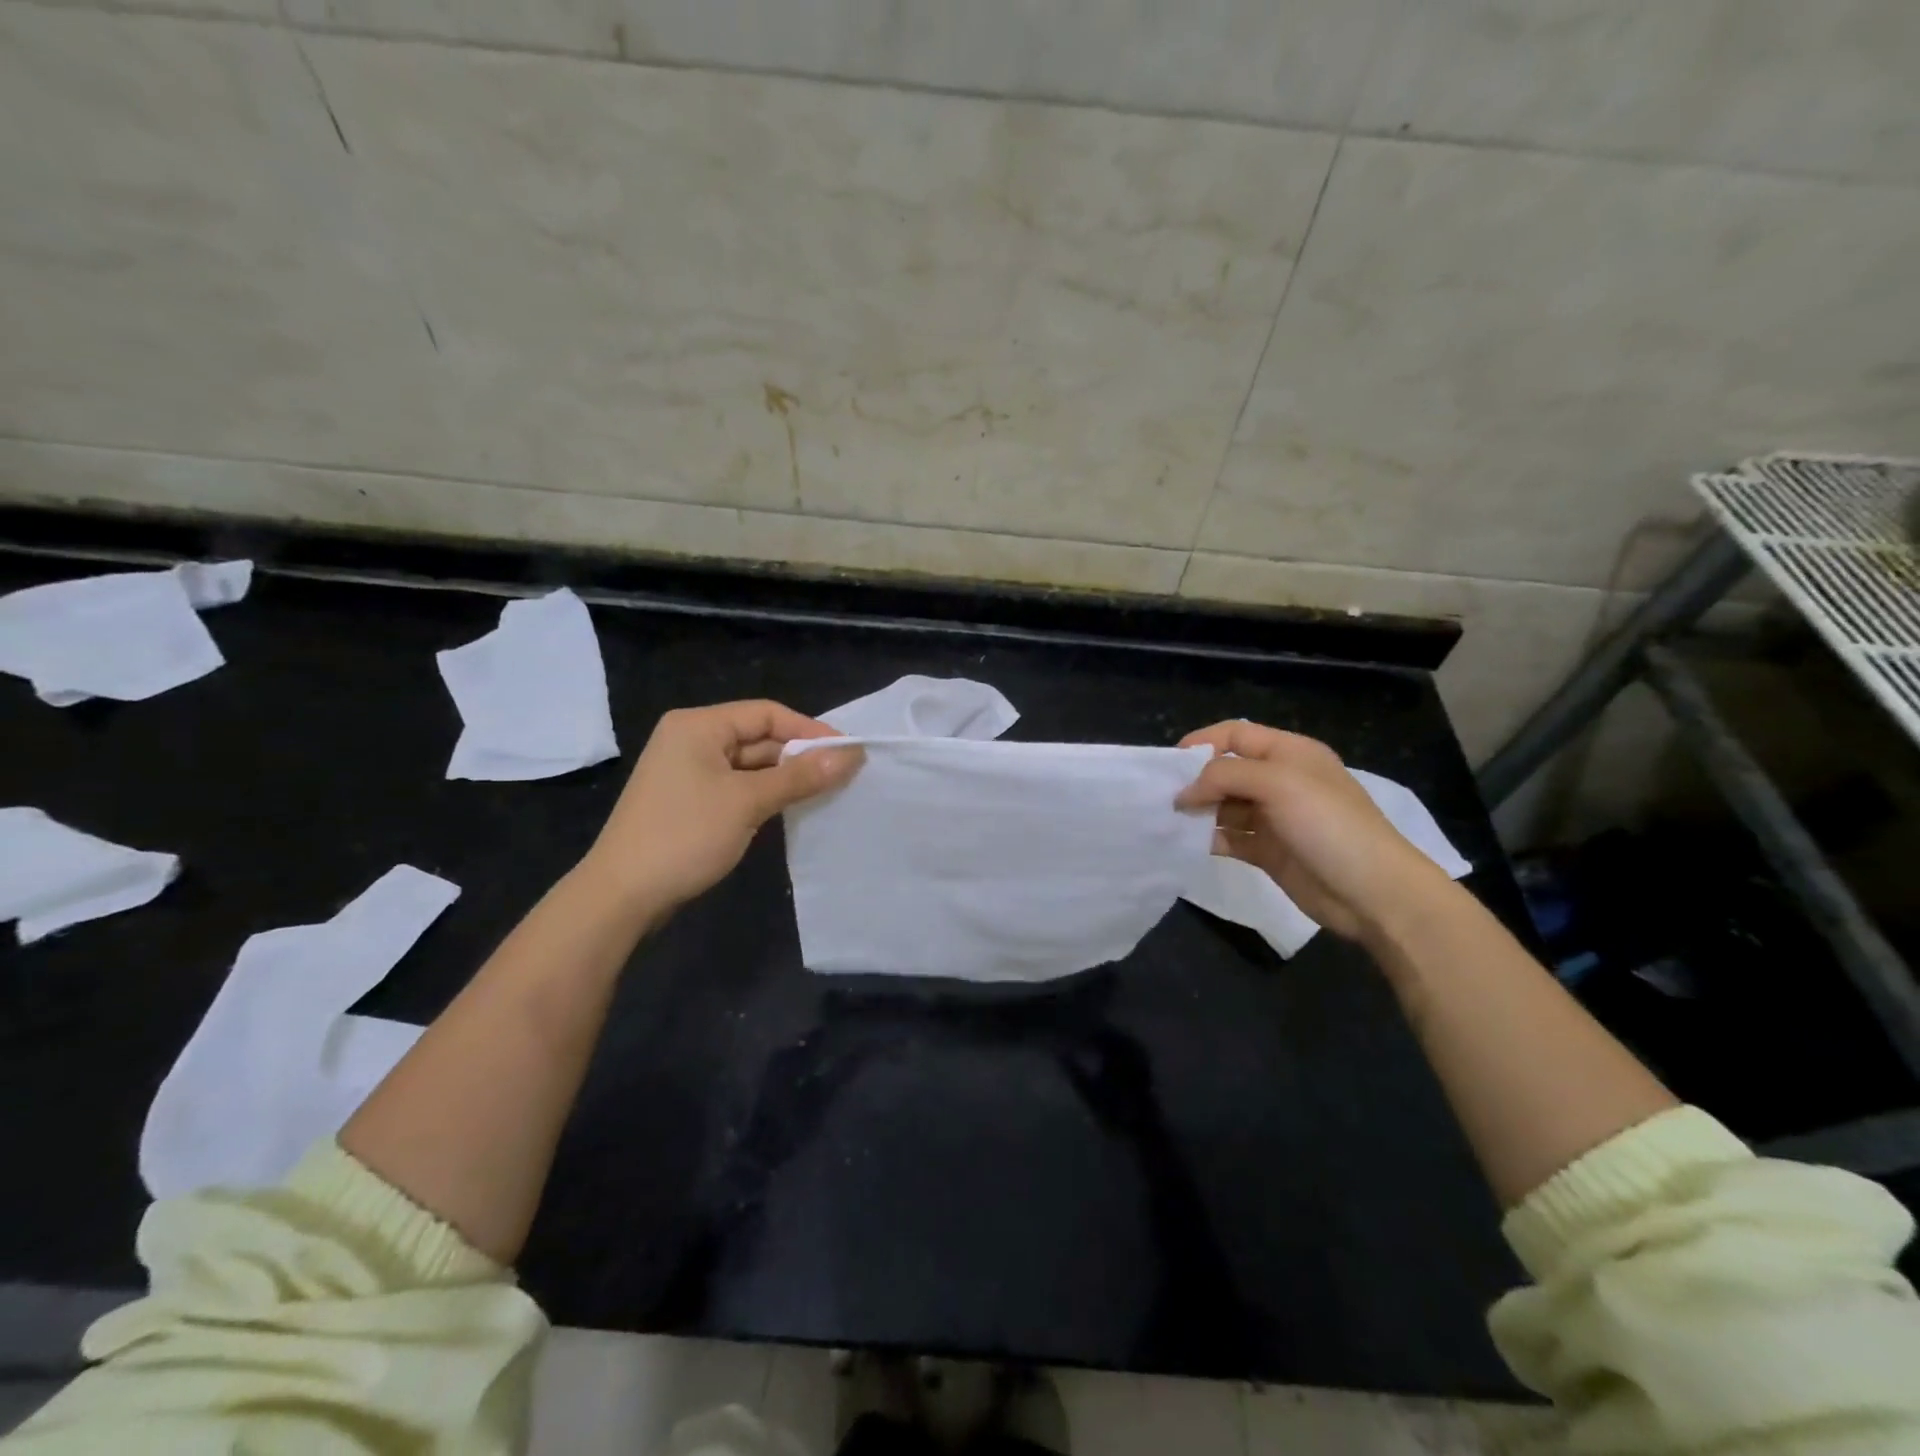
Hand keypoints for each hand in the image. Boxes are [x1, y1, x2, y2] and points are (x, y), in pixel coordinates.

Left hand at [583, 700, 861, 912]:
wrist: (621, 896)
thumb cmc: (684, 836)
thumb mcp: (748, 802)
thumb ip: (800, 776)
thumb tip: (850, 755)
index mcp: (698, 725)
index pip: (767, 713)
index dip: (810, 730)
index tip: (847, 752)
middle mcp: (691, 740)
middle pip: (758, 737)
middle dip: (799, 755)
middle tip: (843, 776)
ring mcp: (687, 772)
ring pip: (750, 765)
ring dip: (785, 777)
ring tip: (826, 792)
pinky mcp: (689, 801)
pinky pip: (736, 786)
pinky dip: (764, 794)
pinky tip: (791, 808)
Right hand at [1175, 720, 1452, 942]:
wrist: (1374, 892)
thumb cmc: (1328, 824)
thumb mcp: (1277, 784)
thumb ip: (1224, 777)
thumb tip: (1183, 794)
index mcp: (1289, 753)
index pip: (1235, 735)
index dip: (1202, 743)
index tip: (1169, 764)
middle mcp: (1281, 781)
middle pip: (1227, 771)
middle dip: (1196, 781)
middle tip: (1163, 799)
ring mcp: (1275, 818)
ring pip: (1225, 806)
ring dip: (1199, 812)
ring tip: (1170, 822)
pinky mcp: (1270, 852)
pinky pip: (1230, 838)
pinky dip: (1209, 839)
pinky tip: (1188, 844)